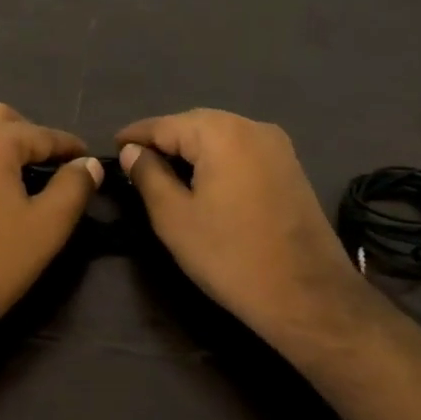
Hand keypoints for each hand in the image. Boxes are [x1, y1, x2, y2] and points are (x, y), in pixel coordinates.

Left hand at [0, 104, 101, 362]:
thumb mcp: (47, 227)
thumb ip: (73, 188)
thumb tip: (88, 164)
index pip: (42, 134)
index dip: (69, 147)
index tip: (88, 158)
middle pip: (2, 119)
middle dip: (30, 135)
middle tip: (51, 165)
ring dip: (0, 144)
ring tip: (21, 176)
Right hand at [116, 110, 367, 354]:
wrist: (308, 295)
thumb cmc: (230, 256)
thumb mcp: (174, 218)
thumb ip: (148, 176)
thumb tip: (133, 152)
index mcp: (222, 133)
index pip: (165, 124)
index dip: (136, 135)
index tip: (112, 146)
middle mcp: (252, 126)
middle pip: (195, 124)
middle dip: (164, 140)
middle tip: (134, 161)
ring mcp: (277, 145)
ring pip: (220, 136)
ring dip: (190, 150)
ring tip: (162, 171)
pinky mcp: (290, 167)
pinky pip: (242, 151)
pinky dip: (216, 159)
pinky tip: (201, 180)